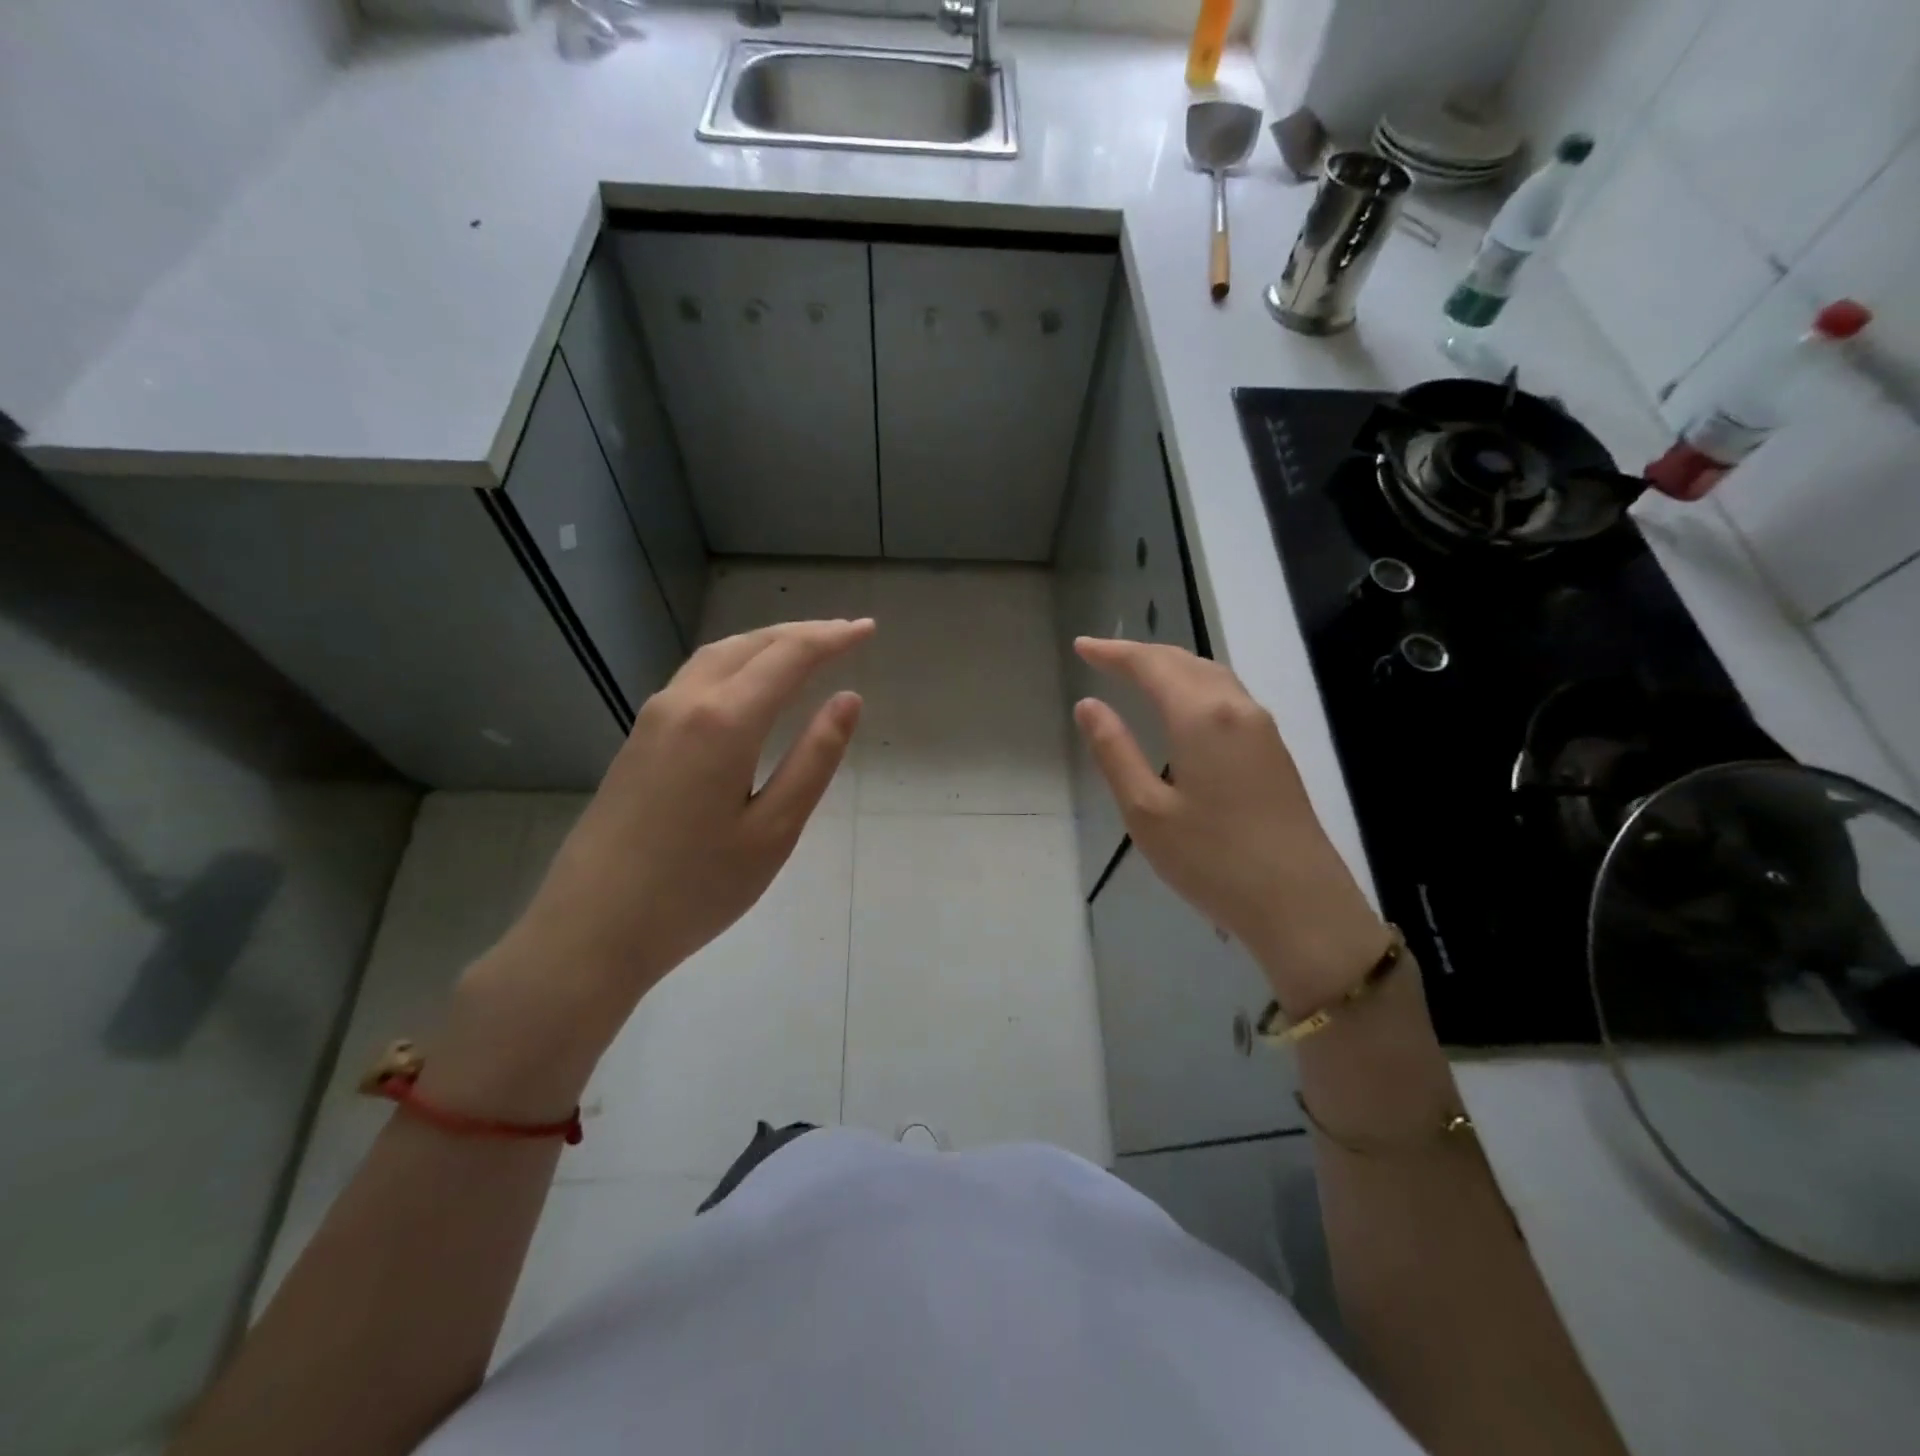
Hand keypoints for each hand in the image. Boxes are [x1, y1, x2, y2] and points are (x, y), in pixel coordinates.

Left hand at [512, 618, 873, 1010]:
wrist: (591, 929)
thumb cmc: (697, 888)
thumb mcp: (774, 829)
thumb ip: (814, 758)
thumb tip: (848, 699)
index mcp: (725, 721)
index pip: (789, 657)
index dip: (833, 638)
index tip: (868, 630)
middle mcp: (685, 702)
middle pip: (751, 645)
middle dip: (802, 633)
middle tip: (844, 634)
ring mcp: (653, 718)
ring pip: (718, 656)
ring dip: (765, 643)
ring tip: (804, 648)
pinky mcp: (638, 738)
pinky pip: (696, 677)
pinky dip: (736, 663)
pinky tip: (748, 684)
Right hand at [1072, 637, 1388, 1013]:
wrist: (1301, 905)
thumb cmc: (1212, 860)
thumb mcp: (1146, 811)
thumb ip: (1115, 751)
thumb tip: (1089, 705)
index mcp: (1201, 716)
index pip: (1151, 665)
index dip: (1113, 653)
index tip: (1081, 647)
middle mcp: (1237, 708)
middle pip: (1184, 661)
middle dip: (1140, 654)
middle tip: (1101, 657)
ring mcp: (1263, 728)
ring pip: (1211, 675)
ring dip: (1171, 666)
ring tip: (1137, 672)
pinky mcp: (1274, 750)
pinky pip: (1228, 696)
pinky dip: (1195, 684)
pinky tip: (1184, 705)